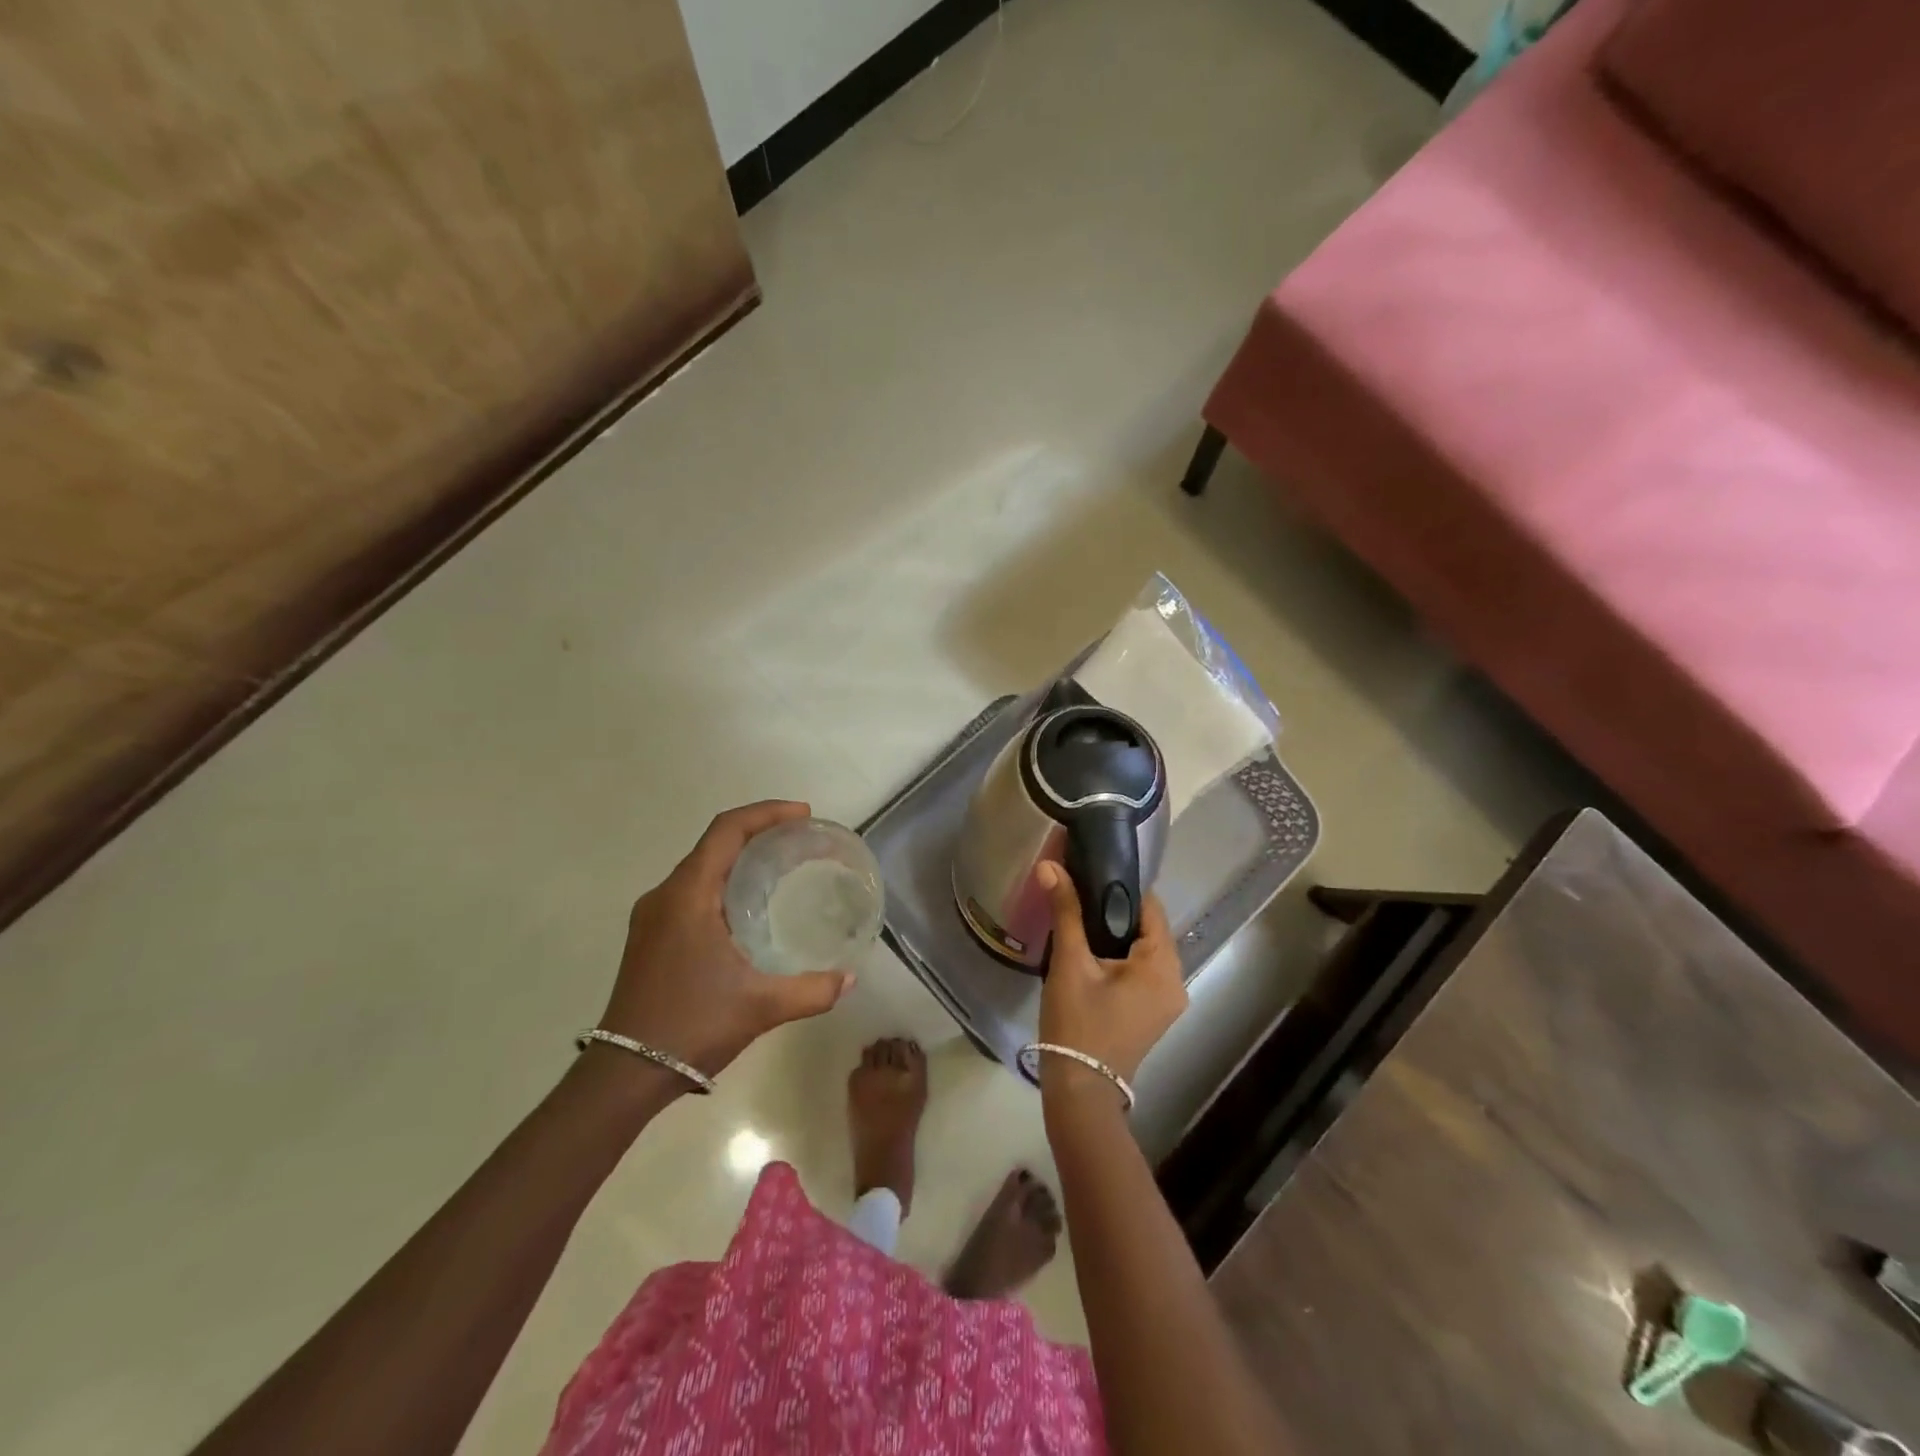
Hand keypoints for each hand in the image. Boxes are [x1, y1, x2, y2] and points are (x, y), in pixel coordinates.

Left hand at [598, 801, 853, 1077]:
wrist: (624, 1074)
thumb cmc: (692, 1026)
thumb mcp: (761, 1007)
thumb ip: (812, 990)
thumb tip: (851, 979)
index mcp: (688, 895)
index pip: (727, 830)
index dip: (766, 813)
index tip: (803, 815)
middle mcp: (665, 895)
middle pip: (714, 842)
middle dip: (758, 831)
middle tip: (800, 838)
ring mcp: (652, 916)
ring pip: (701, 866)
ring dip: (739, 856)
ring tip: (780, 865)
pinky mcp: (650, 935)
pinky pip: (691, 889)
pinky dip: (723, 880)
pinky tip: (748, 905)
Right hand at [1036, 861, 1187, 1087]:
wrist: (1080, 1091)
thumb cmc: (1078, 1023)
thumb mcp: (1070, 963)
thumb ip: (1065, 911)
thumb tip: (1049, 866)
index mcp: (1164, 966)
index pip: (1151, 907)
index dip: (1121, 886)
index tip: (1090, 871)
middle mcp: (1176, 981)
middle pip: (1148, 928)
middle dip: (1114, 910)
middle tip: (1078, 892)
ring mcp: (1167, 1000)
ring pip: (1142, 949)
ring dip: (1114, 933)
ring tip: (1078, 916)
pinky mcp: (1153, 1013)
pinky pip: (1140, 970)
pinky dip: (1118, 956)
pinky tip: (1089, 950)